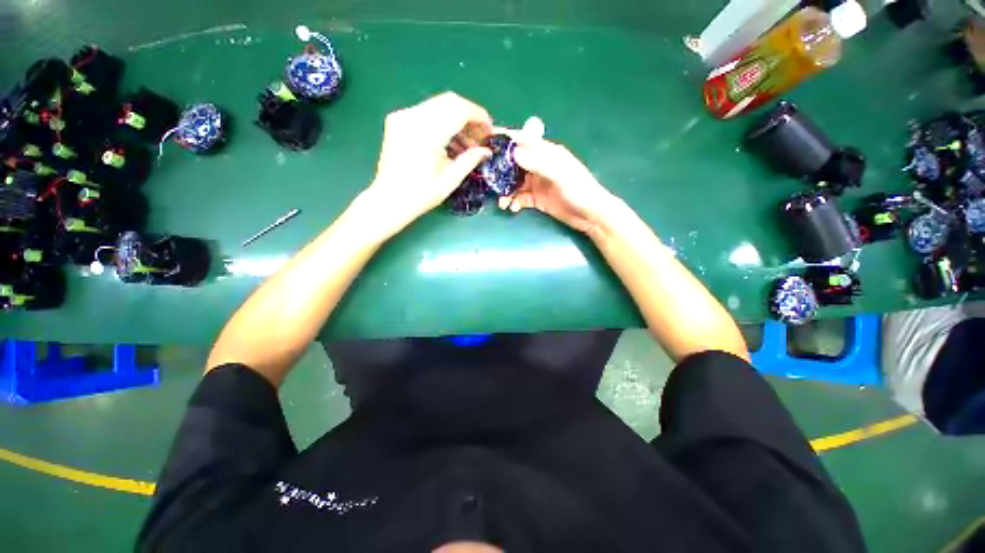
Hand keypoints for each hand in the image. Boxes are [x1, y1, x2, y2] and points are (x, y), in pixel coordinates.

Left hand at [361, 92, 492, 236]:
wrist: (389, 199)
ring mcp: (403, 116)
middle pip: (450, 102)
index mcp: (426, 134)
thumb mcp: (450, 180)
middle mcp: (412, 117)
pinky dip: (443, 122)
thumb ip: (470, 160)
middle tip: (480, 137)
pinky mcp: (398, 120)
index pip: (459, 110)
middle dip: (470, 116)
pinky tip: (450, 141)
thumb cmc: (421, 195)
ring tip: (467, 144)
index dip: (479, 116)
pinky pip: (428, 112)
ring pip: (439, 105)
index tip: (490, 130)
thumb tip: (486, 150)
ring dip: (457, 119)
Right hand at [498, 117, 618, 234]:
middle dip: (501, 171)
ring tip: (502, 202)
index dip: (506, 139)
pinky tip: (513, 208)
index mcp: (547, 153)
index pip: (523, 141)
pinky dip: (514, 202)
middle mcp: (540, 166)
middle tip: (489, 180)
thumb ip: (538, 163)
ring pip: (515, 183)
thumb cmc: (580, 190)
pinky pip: (520, 197)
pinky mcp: (537, 199)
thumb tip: (513, 153)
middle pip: (515, 163)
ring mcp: (538, 183)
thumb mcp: (560, 174)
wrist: (591, 216)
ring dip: (506, 191)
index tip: (487, 140)